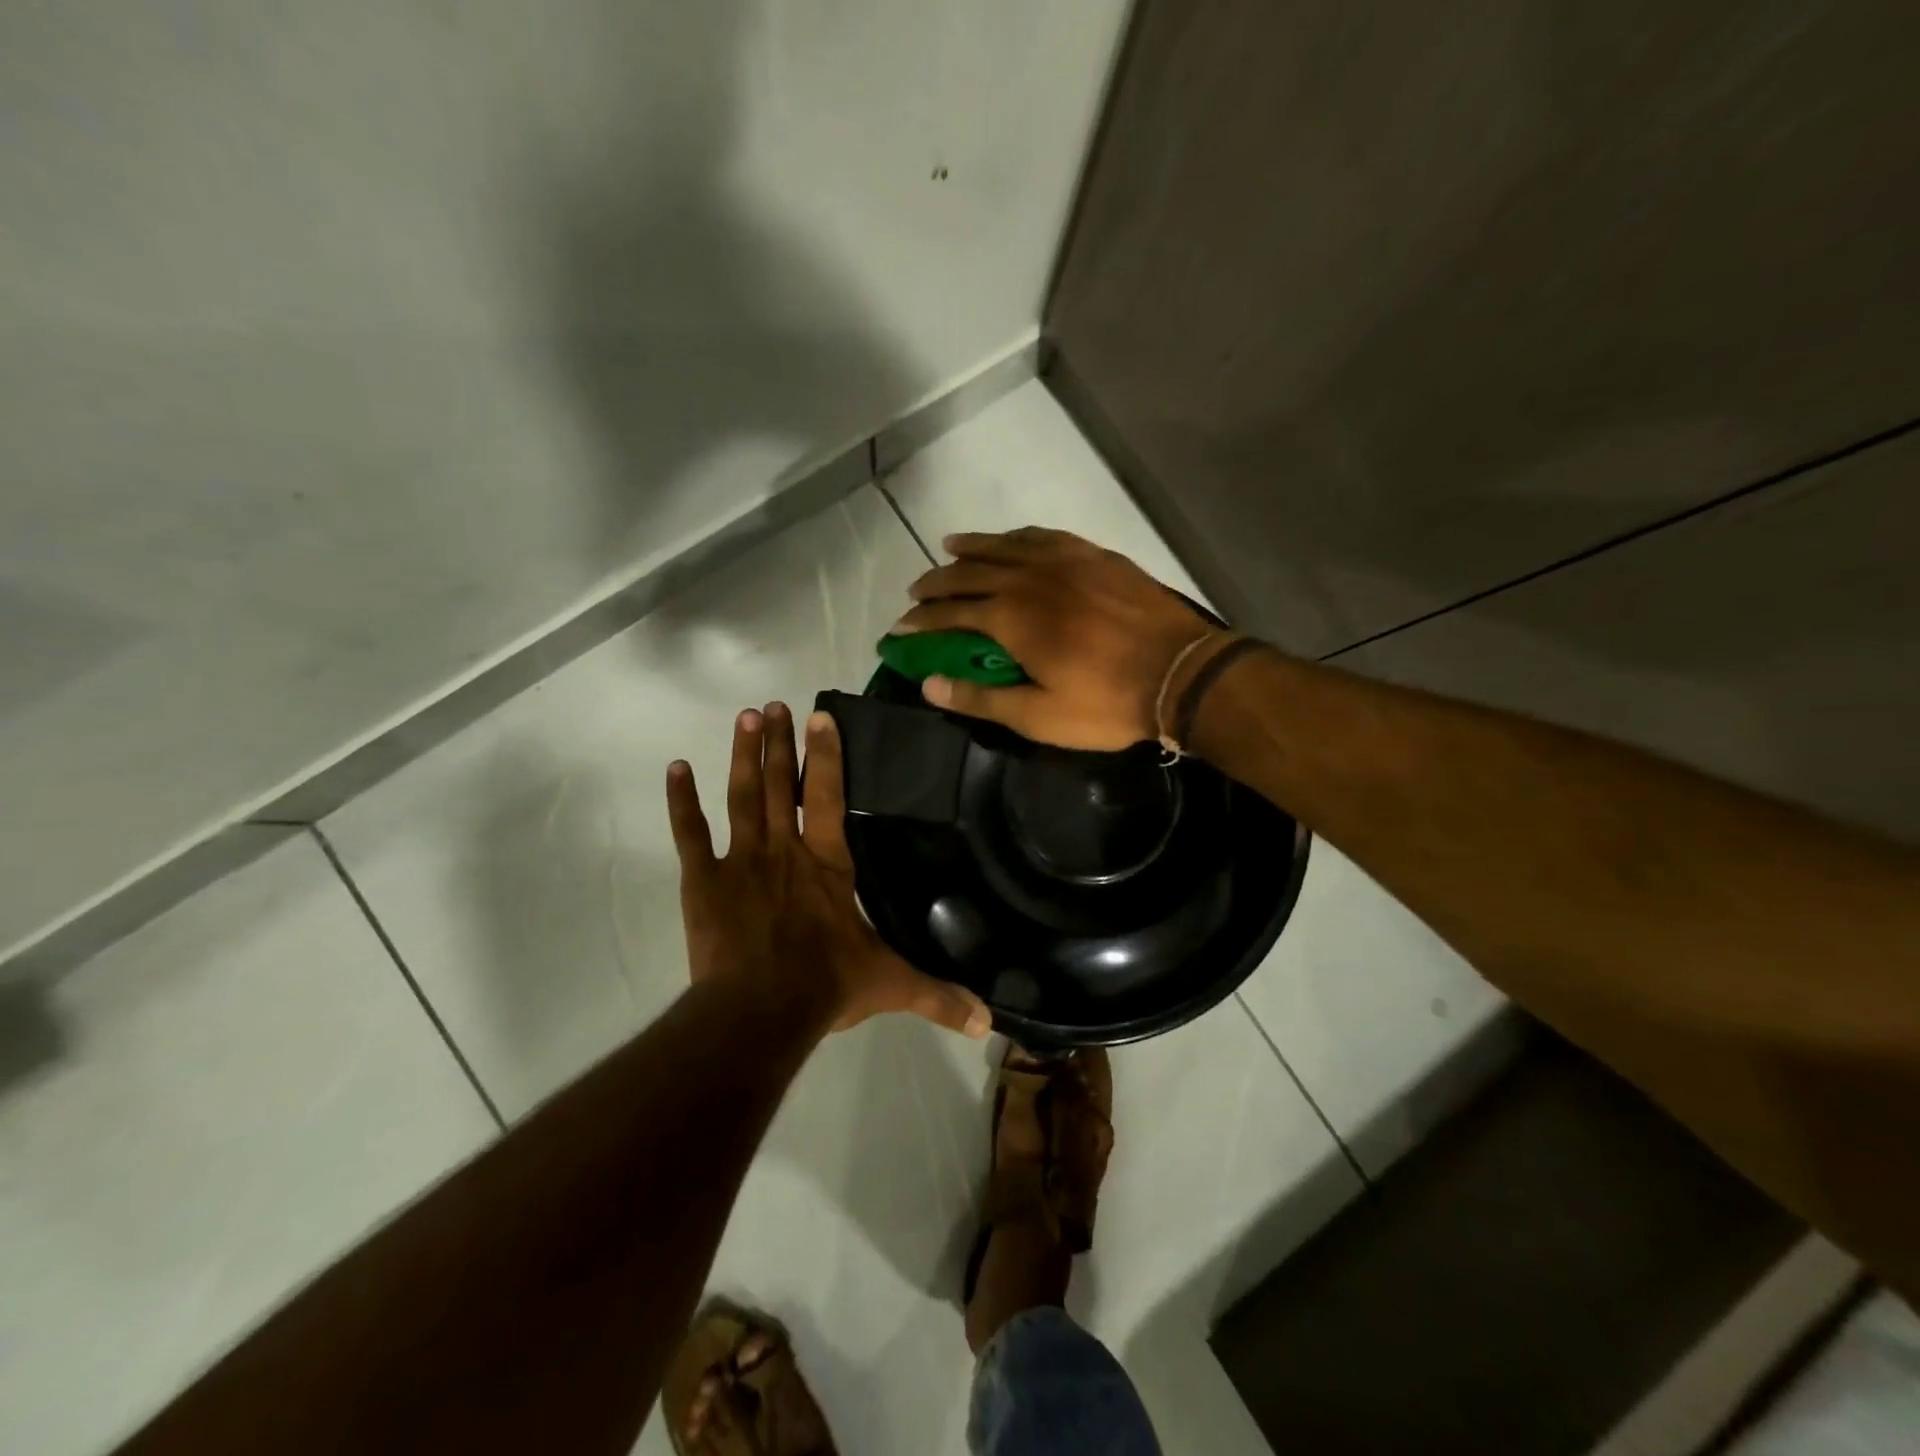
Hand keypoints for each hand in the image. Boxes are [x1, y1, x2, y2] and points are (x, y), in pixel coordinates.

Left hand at [666, 702, 991, 1036]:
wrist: (757, 1012)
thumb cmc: (825, 987)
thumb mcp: (890, 985)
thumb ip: (939, 996)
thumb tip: (989, 1022)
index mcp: (828, 863)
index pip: (828, 796)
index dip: (826, 755)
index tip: (821, 717)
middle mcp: (785, 849)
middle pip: (781, 785)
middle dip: (780, 744)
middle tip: (775, 705)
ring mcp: (741, 860)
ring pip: (742, 796)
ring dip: (744, 756)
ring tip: (745, 717)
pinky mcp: (703, 880)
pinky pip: (690, 832)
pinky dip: (682, 800)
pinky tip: (676, 768)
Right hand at [890, 527, 1219, 750]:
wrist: (1181, 672)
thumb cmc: (1106, 703)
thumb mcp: (1039, 717)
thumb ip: (980, 699)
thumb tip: (928, 685)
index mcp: (1011, 617)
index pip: (950, 613)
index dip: (920, 622)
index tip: (898, 629)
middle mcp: (1029, 578)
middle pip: (970, 572)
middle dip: (937, 582)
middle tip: (916, 592)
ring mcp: (1064, 560)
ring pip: (1004, 545)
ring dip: (971, 548)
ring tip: (949, 549)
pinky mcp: (1094, 555)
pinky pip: (1043, 536)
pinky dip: (1016, 536)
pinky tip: (1011, 539)